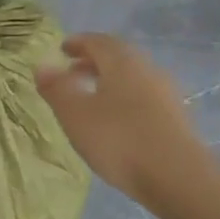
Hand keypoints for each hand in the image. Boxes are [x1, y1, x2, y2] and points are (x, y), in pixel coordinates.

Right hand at [36, 33, 206, 204]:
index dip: (78, 43)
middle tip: (73, 72)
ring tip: (91, 98)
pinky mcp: (175, 117)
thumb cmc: (119, 140)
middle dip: (93, 61)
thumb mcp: (76, 115)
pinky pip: (144, 97)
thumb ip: (57, 89)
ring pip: (132, 77)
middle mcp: (147, 70)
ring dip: (109, 81)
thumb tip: (42, 66)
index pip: (98, 42)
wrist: (177, 176)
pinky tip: (116, 120)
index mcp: (123, 63)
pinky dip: (124, 98)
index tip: (63, 49)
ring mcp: (166, 94)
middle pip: (118, 57)